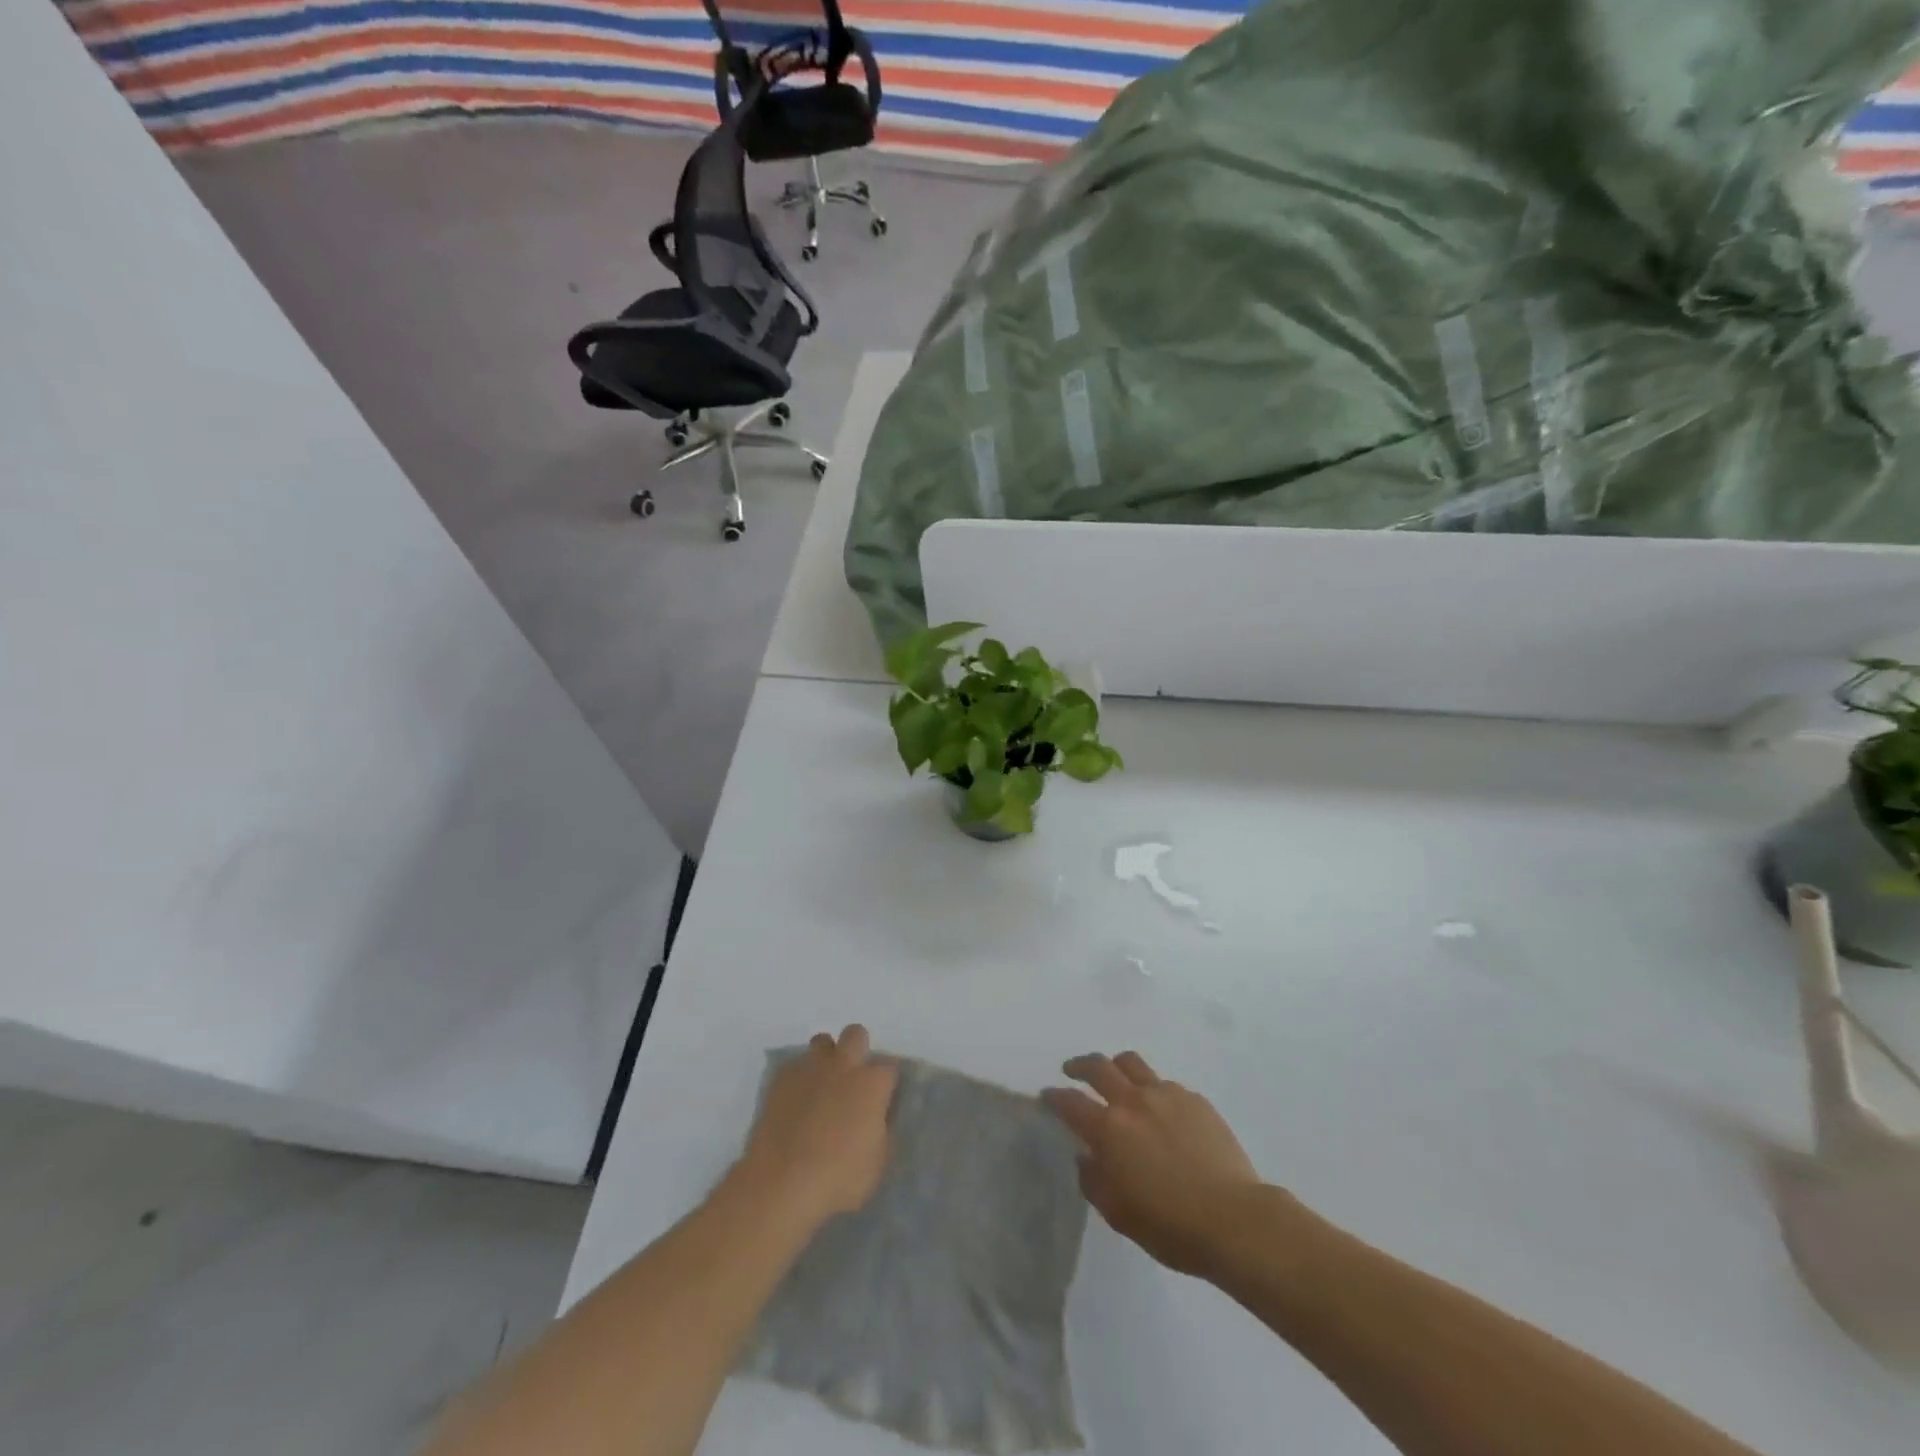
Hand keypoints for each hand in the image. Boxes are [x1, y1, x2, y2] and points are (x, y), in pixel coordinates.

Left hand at [739, 1025, 896, 1229]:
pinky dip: (799, 1078)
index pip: (890, 1066)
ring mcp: (810, 1068)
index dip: (887, 1080)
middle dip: (857, 1049)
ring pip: (822, 1042)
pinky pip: (795, 1066)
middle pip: (856, 1034)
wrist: (782, 1182)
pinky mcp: (781, 1078)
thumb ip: (881, 1131)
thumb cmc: (839, 1178)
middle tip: (853, 1079)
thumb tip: (877, 1119)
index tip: (883, 1097)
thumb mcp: (878, 1162)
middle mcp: (844, 1065)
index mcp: (872, 1083)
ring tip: (822, 1086)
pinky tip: (795, 1102)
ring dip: (826, 1058)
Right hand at [1043, 1051, 1261, 1275]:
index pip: (1070, 1102)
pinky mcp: (1195, 1100)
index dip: (1054, 1097)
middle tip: (1072, 1071)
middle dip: (1080, 1065)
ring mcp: (1166, 1095)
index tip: (1048, 1096)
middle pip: (1099, 1066)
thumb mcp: (1119, 1214)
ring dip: (1116, 1066)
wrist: (1235, 1219)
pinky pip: (1165, 1084)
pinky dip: (1152, 1089)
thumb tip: (1086, 1157)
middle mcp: (1133, 1101)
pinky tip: (1160, 1110)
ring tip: (1115, 1077)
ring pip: (1132, 1063)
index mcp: (1109, 1129)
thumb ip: (1094, 1181)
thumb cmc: (1171, 1226)